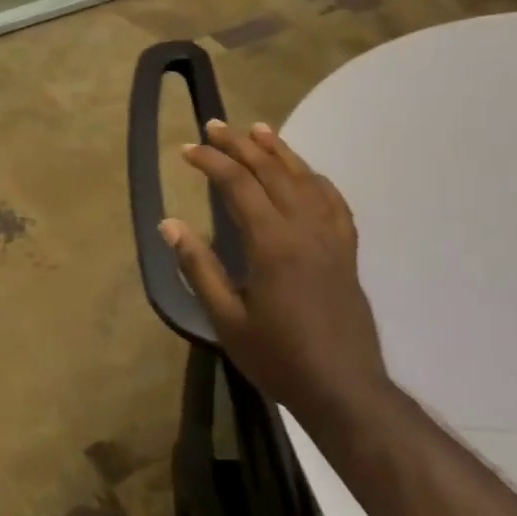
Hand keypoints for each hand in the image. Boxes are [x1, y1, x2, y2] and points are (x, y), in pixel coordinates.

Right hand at [161, 120, 388, 419]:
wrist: (344, 389)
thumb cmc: (279, 357)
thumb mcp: (227, 319)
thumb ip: (199, 267)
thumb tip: (169, 224)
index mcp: (272, 243)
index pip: (239, 185)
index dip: (212, 161)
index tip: (187, 150)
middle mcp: (304, 228)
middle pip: (271, 172)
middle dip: (240, 145)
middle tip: (215, 126)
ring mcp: (331, 237)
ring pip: (305, 179)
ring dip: (279, 151)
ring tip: (257, 130)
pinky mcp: (347, 251)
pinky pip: (334, 202)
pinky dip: (316, 179)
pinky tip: (306, 173)